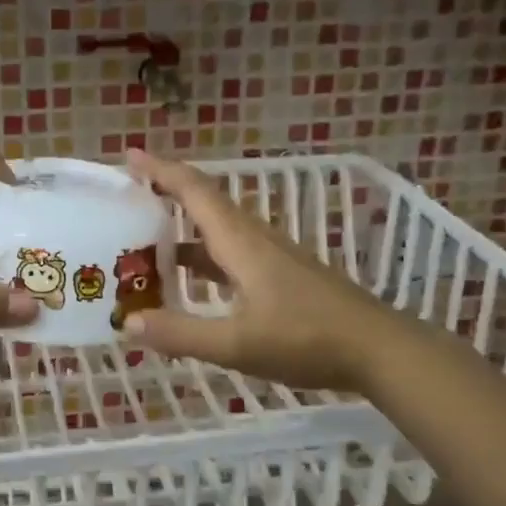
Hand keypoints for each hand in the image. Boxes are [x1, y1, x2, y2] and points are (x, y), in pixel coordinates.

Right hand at [124, 149, 384, 392]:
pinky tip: (190, 281)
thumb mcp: (237, 344)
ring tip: (145, 241)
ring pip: (218, 230)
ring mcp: (271, 256)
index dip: (160, 171)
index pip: (194, 191)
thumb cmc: (307, 339)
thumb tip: (126, 323)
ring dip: (182, 229)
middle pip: (205, 203)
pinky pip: (230, 253)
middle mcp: (254, 239)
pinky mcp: (282, 275)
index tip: (128, 156)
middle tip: (126, 198)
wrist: (379, 349)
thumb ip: (181, 334)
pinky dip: (203, 258)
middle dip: (165, 193)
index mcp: (240, 242)